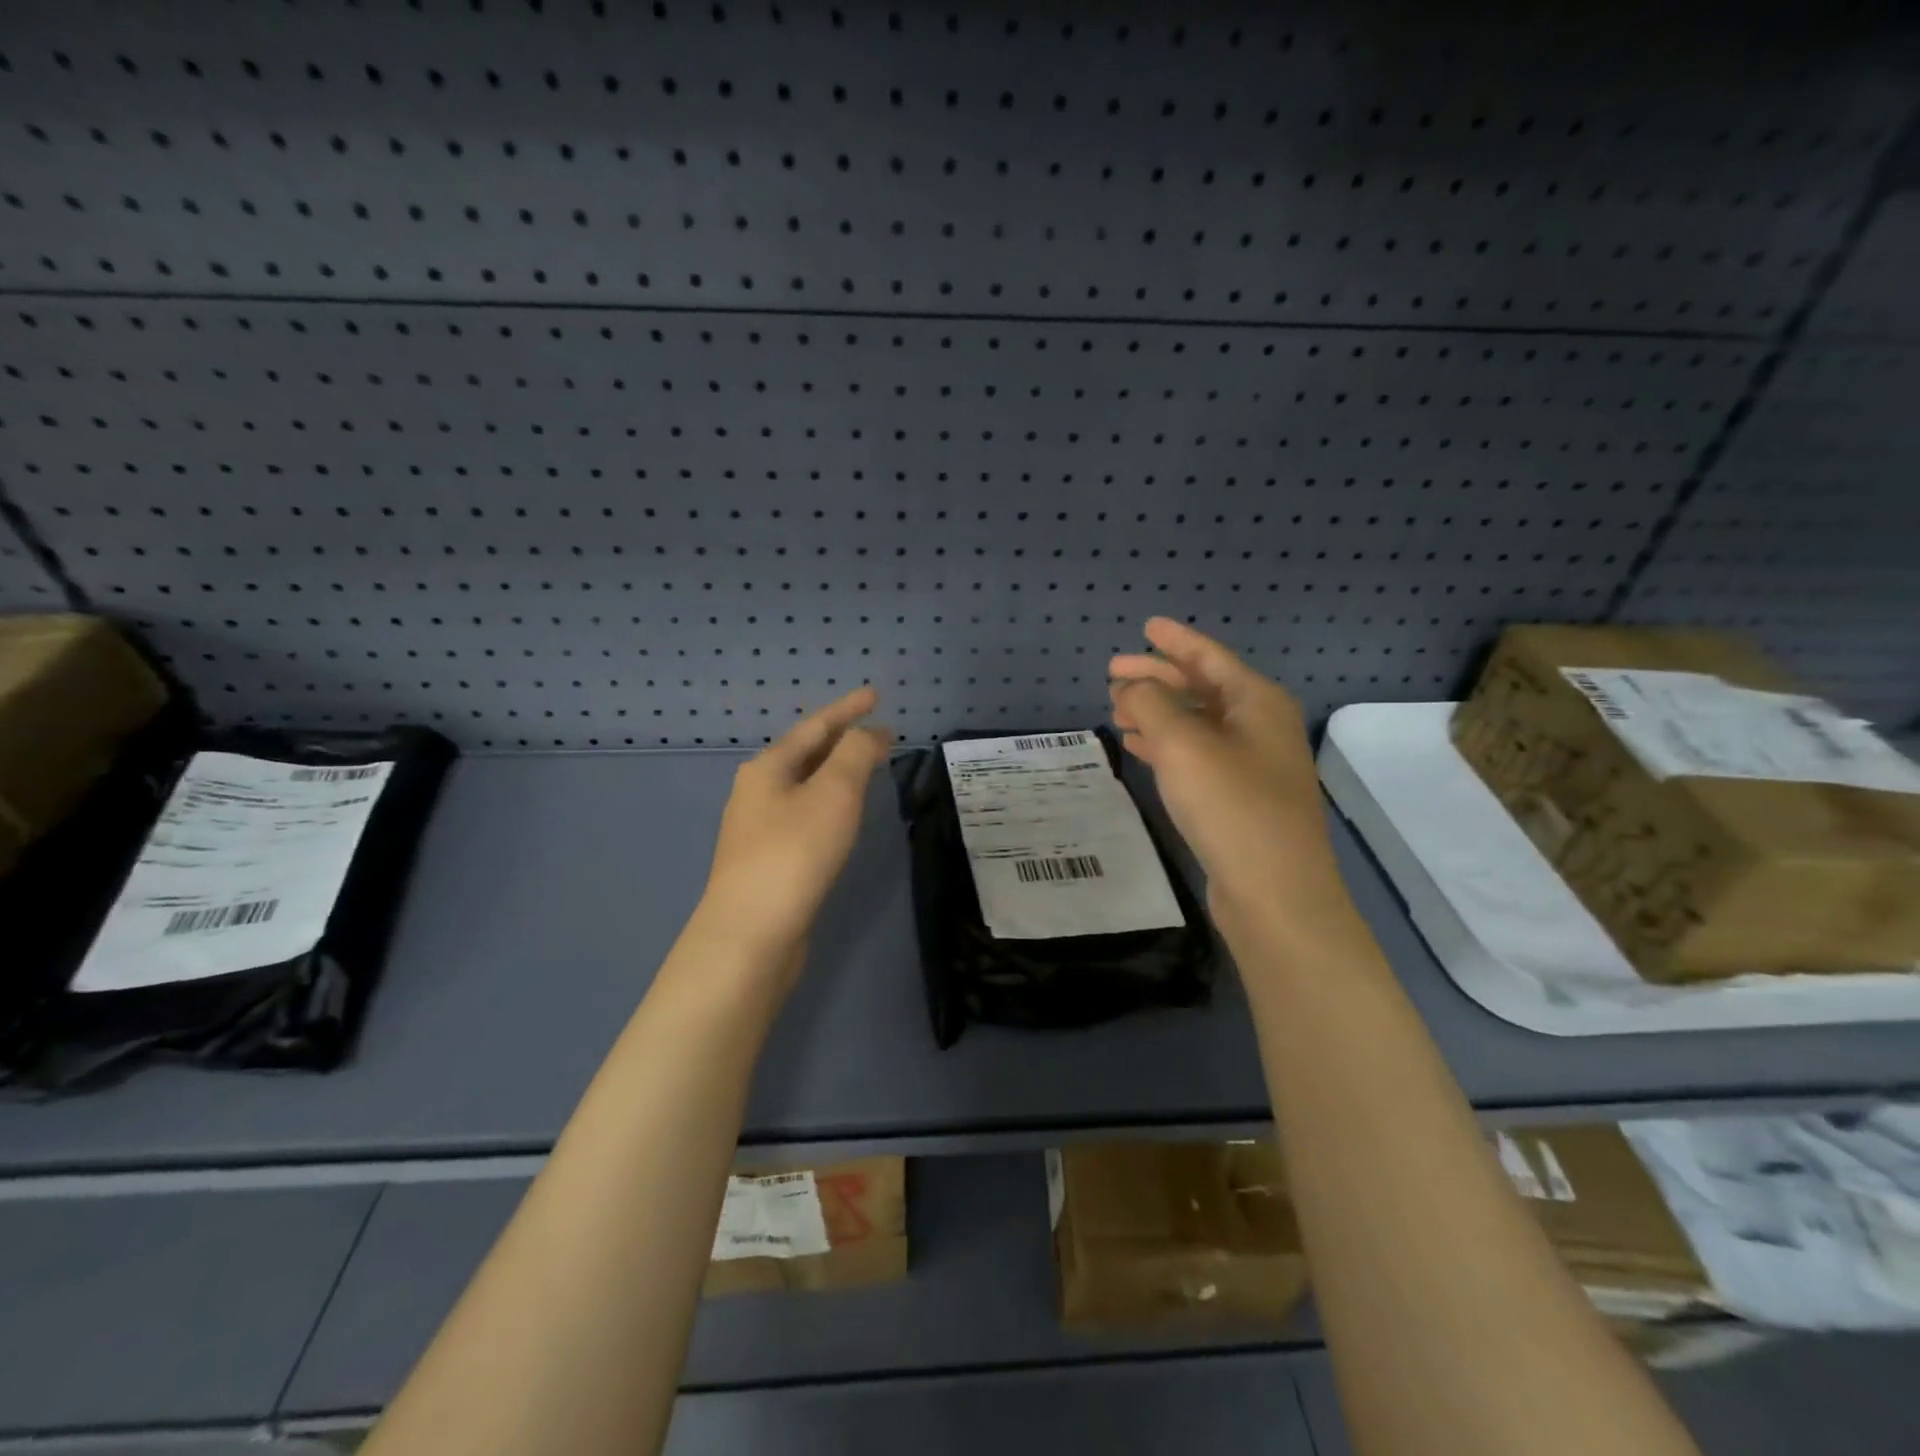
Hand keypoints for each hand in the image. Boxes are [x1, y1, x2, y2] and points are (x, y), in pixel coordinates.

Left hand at [697, 686, 890, 968]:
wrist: (751, 934)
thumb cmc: (794, 853)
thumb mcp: (833, 793)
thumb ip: (855, 754)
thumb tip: (870, 732)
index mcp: (768, 768)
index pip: (816, 727)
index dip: (848, 709)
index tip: (875, 695)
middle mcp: (757, 792)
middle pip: (805, 754)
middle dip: (841, 740)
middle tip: (876, 732)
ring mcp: (758, 829)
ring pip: (804, 786)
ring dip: (835, 772)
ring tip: (864, 766)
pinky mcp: (767, 861)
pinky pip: (804, 815)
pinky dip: (828, 803)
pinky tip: (841, 816)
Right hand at [1109, 619, 1347, 926]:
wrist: (1274, 893)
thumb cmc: (1231, 806)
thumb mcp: (1183, 745)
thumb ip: (1151, 704)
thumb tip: (1132, 686)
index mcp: (1256, 702)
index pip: (1209, 657)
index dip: (1174, 640)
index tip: (1144, 626)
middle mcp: (1259, 727)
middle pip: (1201, 688)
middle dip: (1157, 678)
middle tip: (1112, 675)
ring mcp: (1251, 765)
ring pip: (1195, 724)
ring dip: (1156, 713)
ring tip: (1115, 709)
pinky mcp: (1238, 799)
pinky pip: (1195, 756)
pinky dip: (1165, 746)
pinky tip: (1137, 747)